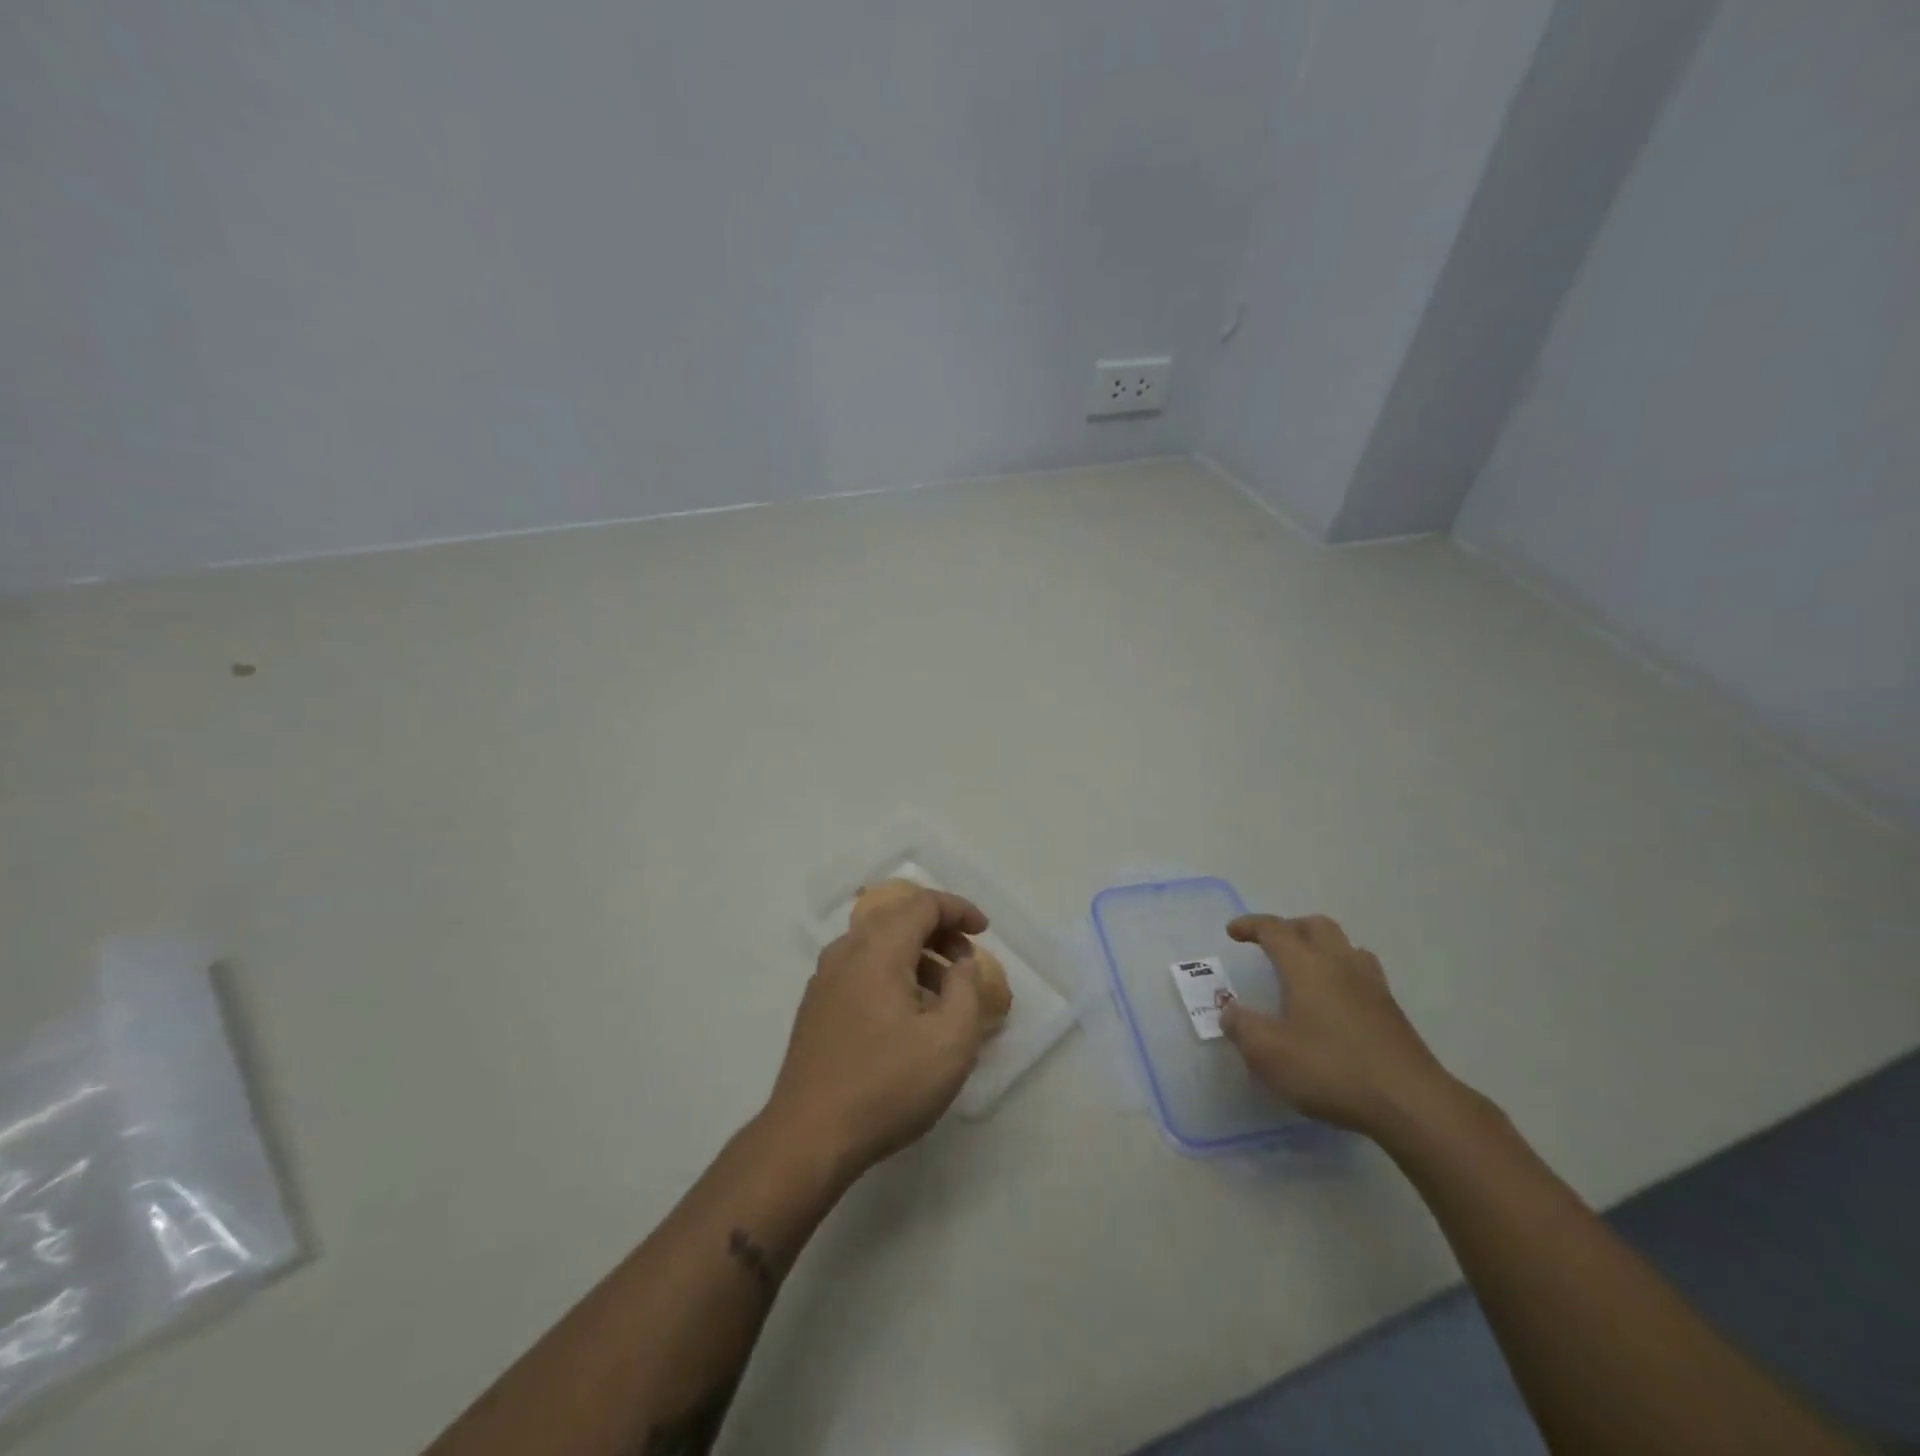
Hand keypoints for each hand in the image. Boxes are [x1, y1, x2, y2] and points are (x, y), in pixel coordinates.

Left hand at [764, 887, 992, 1179]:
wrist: (809, 1137)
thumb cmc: (887, 1086)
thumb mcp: (951, 1041)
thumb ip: (966, 989)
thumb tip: (960, 964)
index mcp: (878, 949)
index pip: (923, 904)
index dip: (959, 910)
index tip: (985, 931)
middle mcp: (846, 951)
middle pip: (898, 918)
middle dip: (939, 930)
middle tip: (966, 962)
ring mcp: (825, 978)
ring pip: (878, 943)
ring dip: (916, 954)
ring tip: (942, 993)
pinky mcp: (816, 1005)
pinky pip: (861, 967)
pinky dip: (892, 971)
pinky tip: (907, 1013)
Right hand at [1220, 913, 1453, 1139]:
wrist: (1412, 1103)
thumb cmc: (1331, 1069)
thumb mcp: (1269, 1054)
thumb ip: (1242, 1028)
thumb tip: (1230, 1012)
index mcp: (1306, 965)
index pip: (1274, 929)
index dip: (1251, 925)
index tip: (1233, 931)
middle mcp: (1340, 964)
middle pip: (1315, 926)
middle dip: (1289, 928)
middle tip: (1271, 945)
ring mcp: (1372, 986)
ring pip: (1345, 946)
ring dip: (1321, 947)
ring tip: (1306, 968)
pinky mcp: (1392, 1012)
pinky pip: (1363, 974)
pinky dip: (1342, 973)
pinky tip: (1336, 1001)